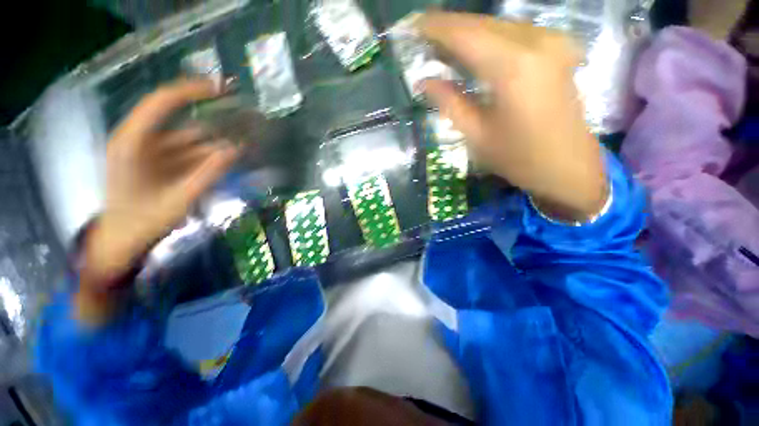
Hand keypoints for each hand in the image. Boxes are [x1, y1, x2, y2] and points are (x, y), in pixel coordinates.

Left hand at [82, 80, 237, 294]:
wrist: (124, 239)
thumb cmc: (144, 222)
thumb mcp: (179, 199)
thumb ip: (208, 173)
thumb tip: (236, 149)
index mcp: (133, 142)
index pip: (163, 102)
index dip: (193, 91)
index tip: (224, 88)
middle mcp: (143, 139)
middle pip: (182, 119)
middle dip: (216, 119)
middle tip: (248, 117)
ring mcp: (153, 151)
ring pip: (191, 137)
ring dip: (220, 138)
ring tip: (249, 138)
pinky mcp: (163, 161)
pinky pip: (192, 151)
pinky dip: (213, 153)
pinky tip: (235, 154)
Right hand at [418, 12, 606, 220]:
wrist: (567, 166)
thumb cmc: (518, 157)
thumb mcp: (476, 134)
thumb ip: (449, 102)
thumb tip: (424, 81)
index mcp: (513, 67)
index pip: (465, 34)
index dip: (435, 28)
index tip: (412, 27)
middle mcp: (535, 42)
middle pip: (481, 23)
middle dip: (449, 28)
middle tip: (422, 39)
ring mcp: (551, 41)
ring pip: (497, 25)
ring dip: (467, 34)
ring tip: (441, 49)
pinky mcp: (556, 48)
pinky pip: (512, 33)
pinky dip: (487, 39)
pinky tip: (471, 52)